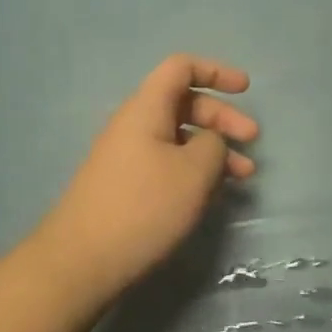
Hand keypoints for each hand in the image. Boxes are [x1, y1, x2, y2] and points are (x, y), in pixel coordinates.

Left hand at [28, 55, 257, 309]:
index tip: (246, 89)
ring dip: (214, 149)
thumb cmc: (142, 207)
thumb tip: (211, 141)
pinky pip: (167, 163)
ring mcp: (127, 157)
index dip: (216, 71)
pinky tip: (213, 194)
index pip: (181, 67)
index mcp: (146, 109)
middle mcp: (134, 125)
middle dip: (222, 117)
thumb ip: (213, 145)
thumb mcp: (193, 172)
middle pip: (184, 103)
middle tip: (252, 141)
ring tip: (244, 176)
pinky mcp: (126, 186)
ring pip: (179, 138)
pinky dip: (195, 170)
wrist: (79, 264)